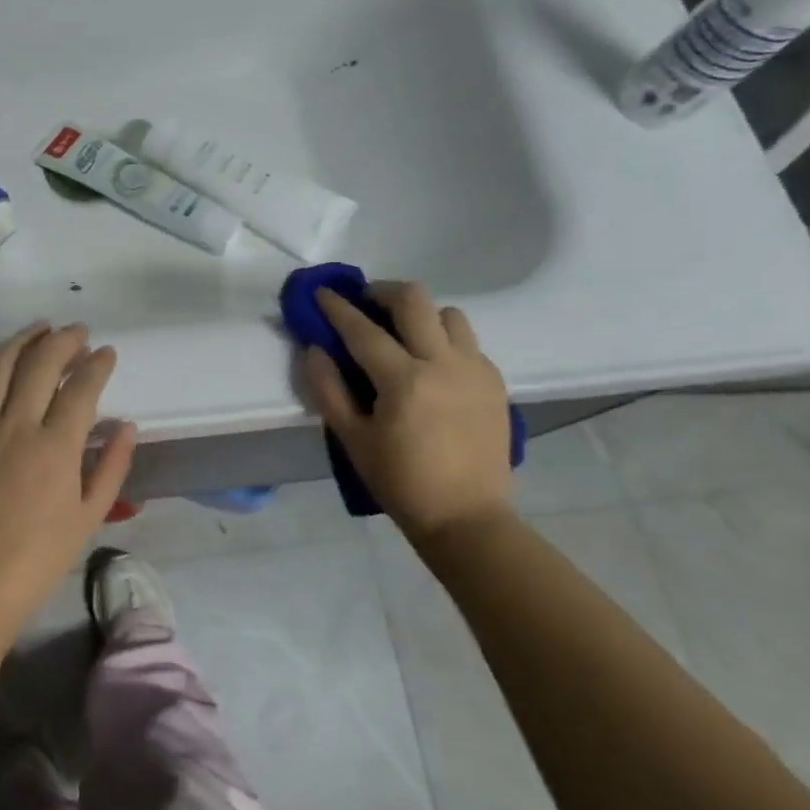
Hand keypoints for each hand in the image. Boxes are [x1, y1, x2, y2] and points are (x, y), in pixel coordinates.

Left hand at [0, 322, 137, 629]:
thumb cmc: (39, 556)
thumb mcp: (90, 516)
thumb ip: (112, 466)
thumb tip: (126, 426)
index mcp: (56, 446)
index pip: (81, 387)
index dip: (97, 364)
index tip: (108, 353)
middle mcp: (17, 425)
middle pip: (40, 364)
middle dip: (63, 340)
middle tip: (78, 331)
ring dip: (22, 341)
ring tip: (40, 329)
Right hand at [305, 282, 513, 543]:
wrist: (468, 519)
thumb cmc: (401, 482)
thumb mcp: (353, 439)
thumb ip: (328, 389)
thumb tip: (315, 349)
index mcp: (404, 380)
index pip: (363, 329)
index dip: (337, 307)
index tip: (322, 292)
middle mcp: (443, 363)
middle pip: (414, 299)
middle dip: (382, 291)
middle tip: (365, 303)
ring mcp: (475, 370)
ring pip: (448, 313)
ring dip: (420, 314)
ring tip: (403, 333)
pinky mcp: (494, 383)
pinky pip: (468, 341)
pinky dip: (444, 339)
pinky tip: (431, 364)